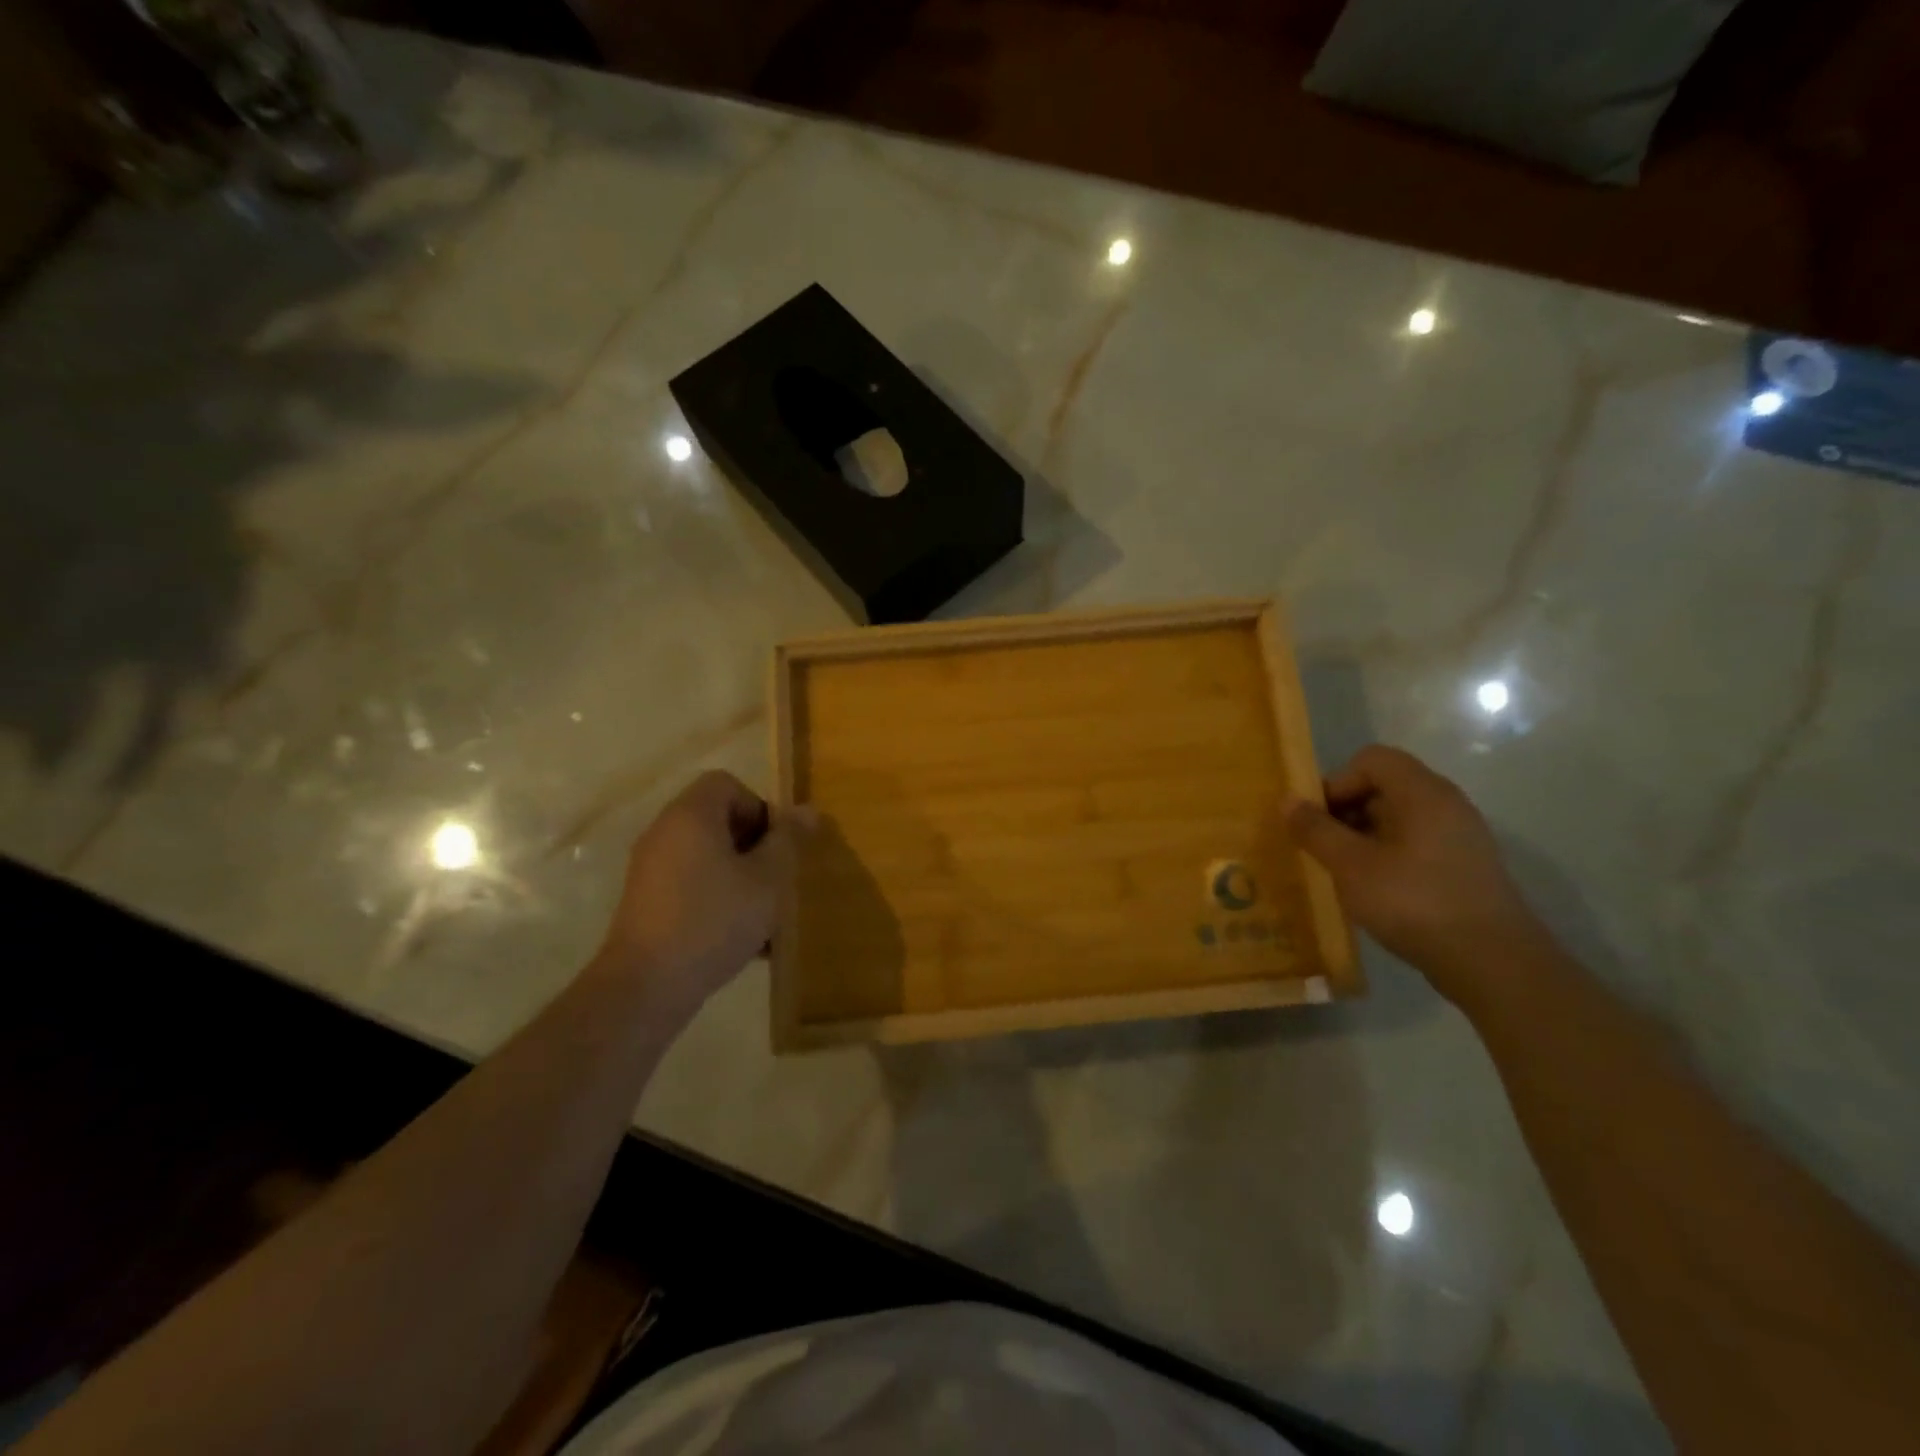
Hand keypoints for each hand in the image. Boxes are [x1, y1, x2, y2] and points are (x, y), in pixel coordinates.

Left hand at [591, 770, 809, 1023]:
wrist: (647, 987)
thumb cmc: (714, 921)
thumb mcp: (767, 880)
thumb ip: (788, 841)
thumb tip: (807, 810)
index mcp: (691, 816)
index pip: (727, 784)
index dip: (759, 807)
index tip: (776, 846)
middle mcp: (665, 833)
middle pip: (718, 820)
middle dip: (754, 847)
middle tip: (775, 880)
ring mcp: (650, 869)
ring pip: (708, 857)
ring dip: (741, 877)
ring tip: (765, 918)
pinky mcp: (646, 902)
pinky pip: (692, 885)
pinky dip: (718, 899)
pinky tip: (742, 941)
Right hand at [1287, 745, 1551, 1005]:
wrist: (1493, 964)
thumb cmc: (1414, 902)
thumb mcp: (1350, 865)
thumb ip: (1316, 830)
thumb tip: (1287, 801)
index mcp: (1422, 793)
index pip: (1371, 760)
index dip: (1337, 782)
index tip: (1318, 821)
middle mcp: (1446, 804)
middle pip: (1384, 786)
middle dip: (1345, 812)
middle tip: (1322, 849)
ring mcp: (1460, 836)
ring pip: (1398, 818)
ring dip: (1363, 837)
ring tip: (1343, 873)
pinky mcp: (1464, 867)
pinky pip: (1415, 843)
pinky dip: (1387, 856)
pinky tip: (1374, 891)